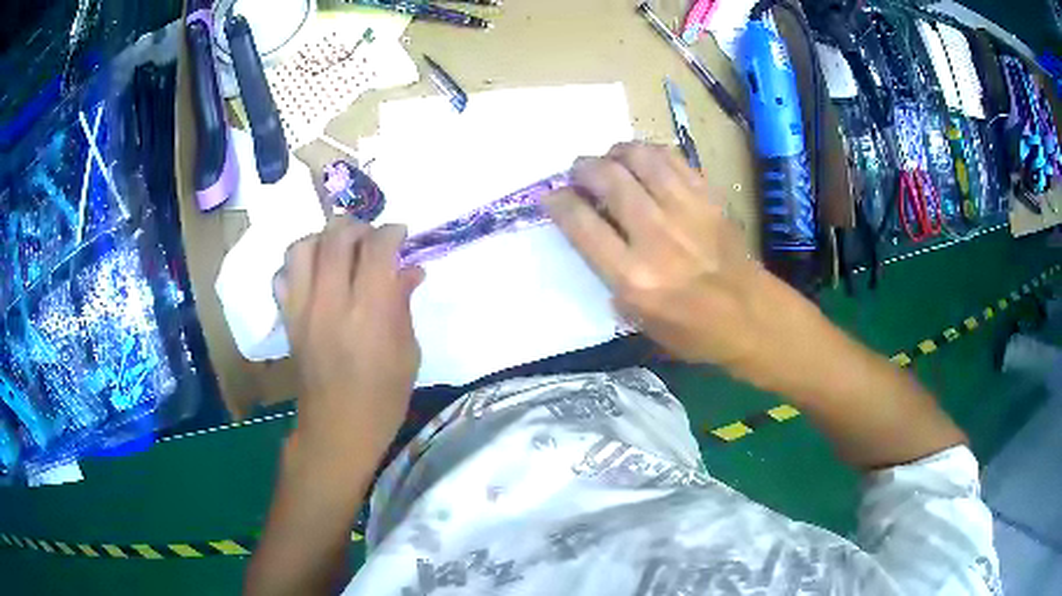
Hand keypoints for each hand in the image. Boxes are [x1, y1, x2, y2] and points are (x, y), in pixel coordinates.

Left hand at [276, 219, 424, 464]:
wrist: (338, 429)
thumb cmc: (383, 398)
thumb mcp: (408, 353)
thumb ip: (403, 304)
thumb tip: (410, 269)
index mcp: (369, 313)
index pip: (376, 248)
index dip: (391, 232)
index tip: (401, 234)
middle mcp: (331, 302)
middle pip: (336, 237)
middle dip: (358, 227)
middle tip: (371, 238)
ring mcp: (302, 309)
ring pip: (302, 247)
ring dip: (323, 238)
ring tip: (339, 249)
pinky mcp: (287, 320)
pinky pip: (283, 275)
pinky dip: (299, 265)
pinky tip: (315, 275)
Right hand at [544, 142, 777, 370]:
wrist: (751, 317)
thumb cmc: (693, 331)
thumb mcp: (638, 322)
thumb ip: (610, 277)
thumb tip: (592, 234)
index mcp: (633, 277)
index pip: (580, 223)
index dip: (558, 202)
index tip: (553, 196)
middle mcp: (655, 236)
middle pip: (607, 179)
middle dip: (582, 169)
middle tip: (579, 173)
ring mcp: (686, 211)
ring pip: (639, 158)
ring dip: (615, 152)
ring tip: (610, 160)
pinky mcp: (708, 197)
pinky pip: (672, 158)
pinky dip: (649, 152)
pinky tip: (643, 160)